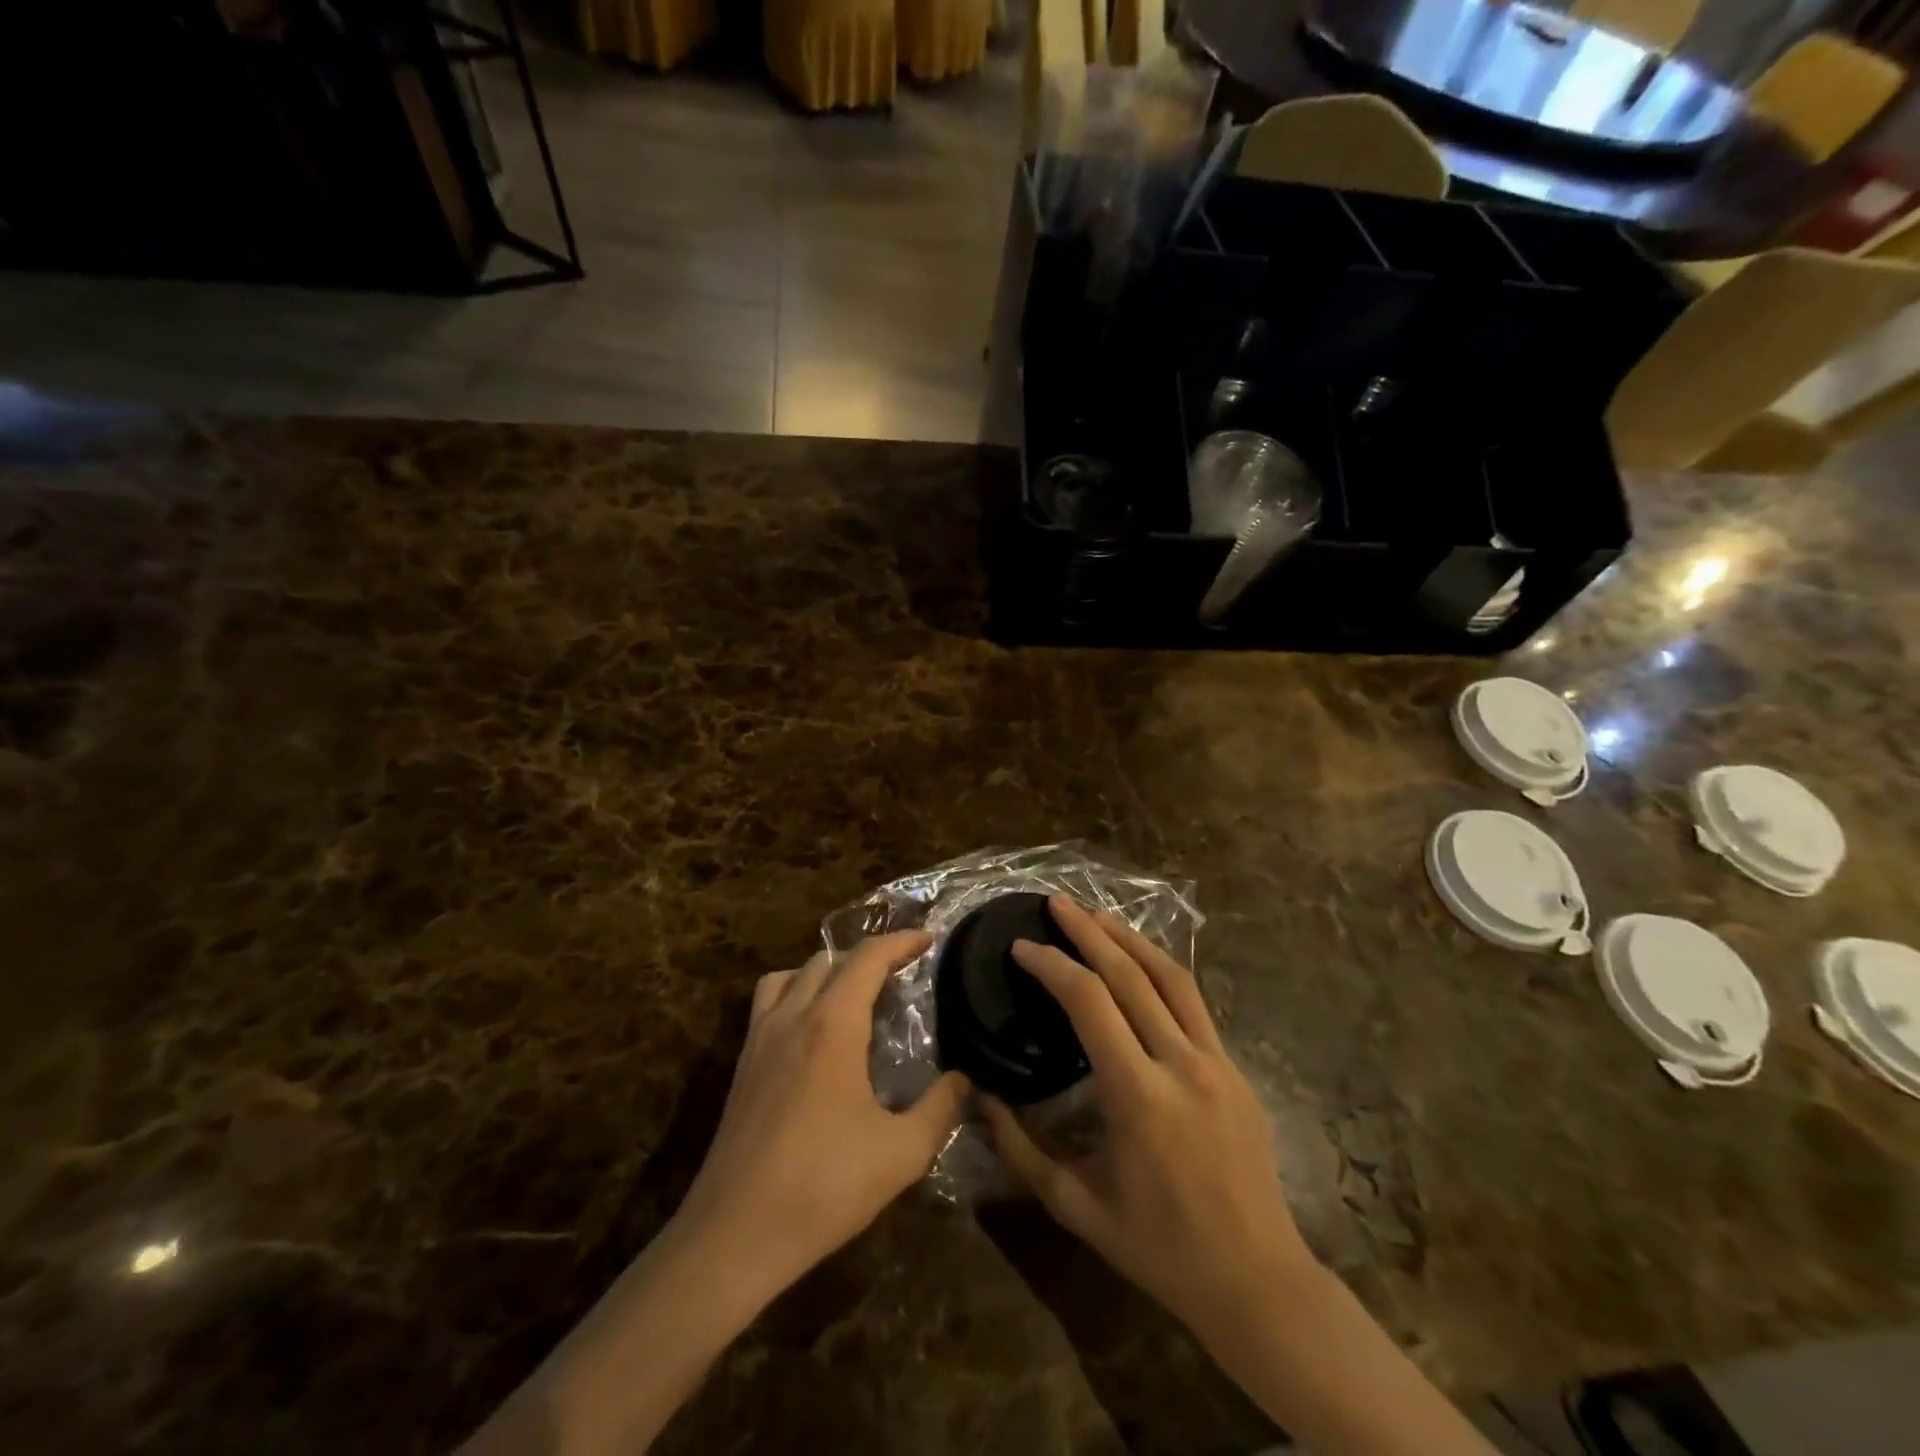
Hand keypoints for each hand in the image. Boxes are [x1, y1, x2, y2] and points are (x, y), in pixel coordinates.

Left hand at [674, 931, 968, 1300]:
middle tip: (901, 973)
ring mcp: (760, 1038)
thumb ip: (940, 1109)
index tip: (928, 939)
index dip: (900, 941)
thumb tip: (963, 1080)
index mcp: (833, 1024)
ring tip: (852, 994)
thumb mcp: (901, 1153)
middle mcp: (793, 1016)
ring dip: (826, 970)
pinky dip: (794, 993)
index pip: (868, 957)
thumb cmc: (823, 1186)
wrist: (734, 1234)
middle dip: (868, 955)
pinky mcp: (741, 1064)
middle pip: (830, 959)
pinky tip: (811, 1031)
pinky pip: (768, 1002)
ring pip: (792, 974)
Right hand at [982, 897, 1315, 1343]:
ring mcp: (1217, 1061)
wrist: (1258, 1281)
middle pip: (1130, 973)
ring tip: (1096, 914)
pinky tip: (1139, 964)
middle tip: (1056, 902)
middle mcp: (1181, 1063)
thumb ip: (1020, 1150)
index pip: (1089, 1002)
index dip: (1052, 965)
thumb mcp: (1076, 1206)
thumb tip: (978, 1099)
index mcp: (1138, 1095)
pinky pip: (1193, 1003)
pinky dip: (1160, 970)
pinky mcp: (1236, 1068)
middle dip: (1088, 930)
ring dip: (1130, 937)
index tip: (1022, 947)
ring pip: (1171, 976)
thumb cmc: (1159, 1249)